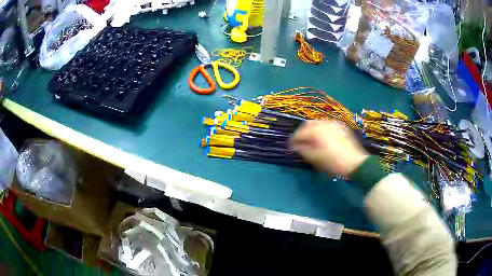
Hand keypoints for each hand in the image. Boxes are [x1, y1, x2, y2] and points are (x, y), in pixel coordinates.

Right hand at [291, 120, 368, 176]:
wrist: (355, 163)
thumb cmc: (333, 162)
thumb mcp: (315, 158)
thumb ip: (302, 150)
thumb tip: (295, 145)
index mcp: (316, 131)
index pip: (299, 133)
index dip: (293, 140)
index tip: (290, 147)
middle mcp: (324, 123)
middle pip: (308, 124)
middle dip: (302, 133)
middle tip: (300, 143)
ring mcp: (333, 124)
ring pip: (318, 123)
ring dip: (311, 131)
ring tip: (311, 141)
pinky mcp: (340, 127)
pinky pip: (327, 125)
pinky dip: (321, 130)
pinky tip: (322, 139)